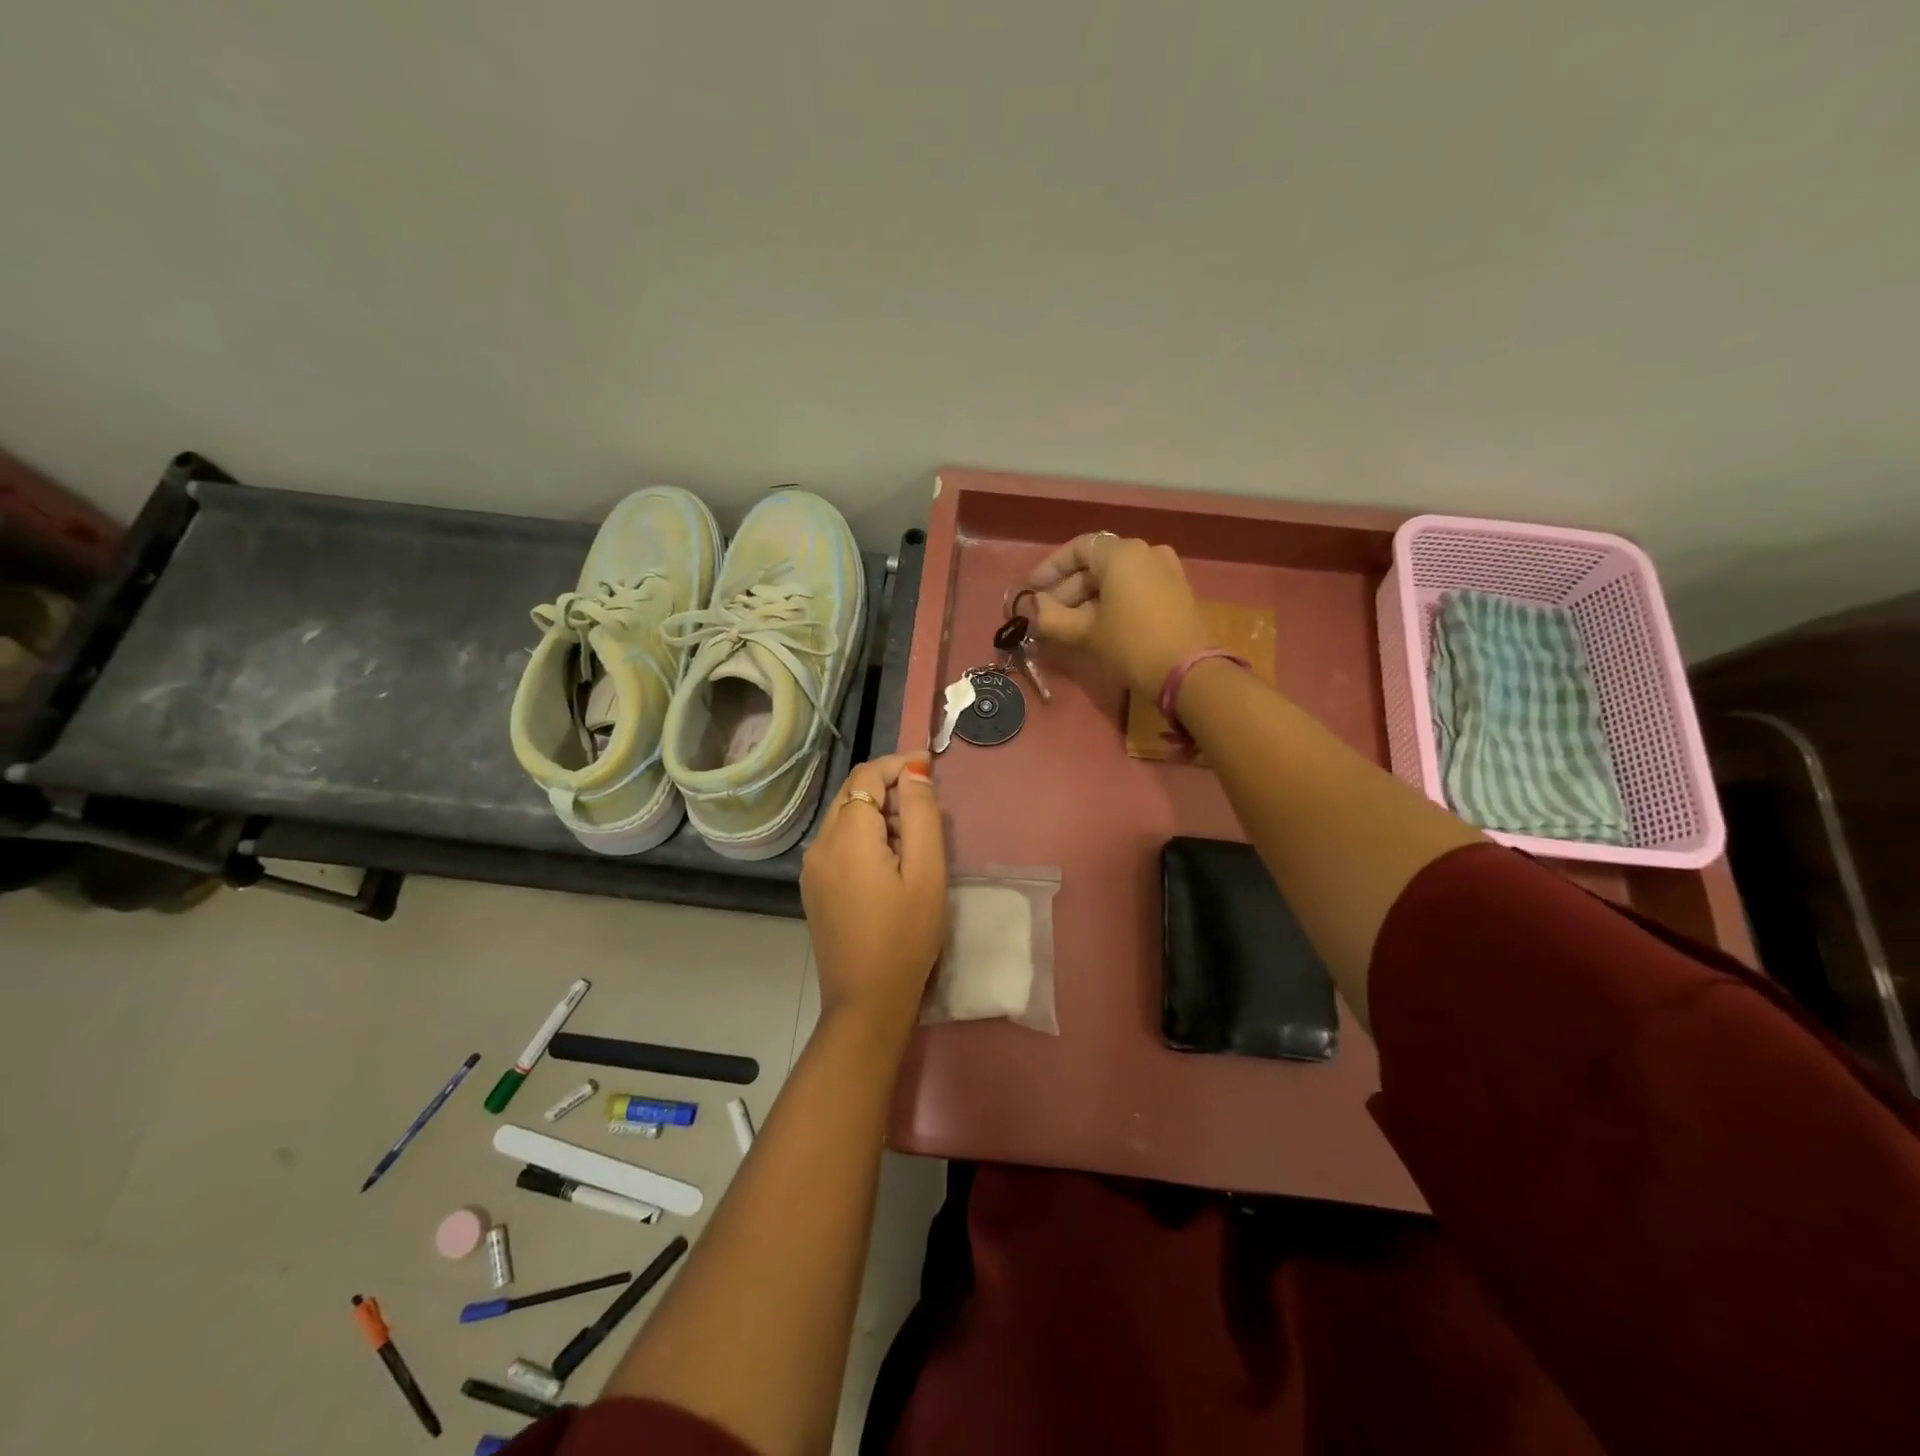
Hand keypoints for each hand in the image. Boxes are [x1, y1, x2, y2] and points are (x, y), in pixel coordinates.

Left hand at [801, 752, 946, 1038]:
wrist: (866, 1001)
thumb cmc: (906, 936)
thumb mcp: (927, 872)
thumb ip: (922, 815)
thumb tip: (915, 772)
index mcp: (848, 835)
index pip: (867, 775)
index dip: (898, 765)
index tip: (929, 768)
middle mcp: (821, 843)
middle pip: (852, 792)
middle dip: (888, 787)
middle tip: (926, 808)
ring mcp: (812, 867)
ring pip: (845, 816)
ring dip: (877, 812)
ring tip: (913, 839)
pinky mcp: (813, 886)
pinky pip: (838, 842)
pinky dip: (863, 835)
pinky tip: (888, 862)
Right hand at [1025, 533, 1212, 698]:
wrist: (1187, 673)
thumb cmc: (1130, 645)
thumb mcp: (1084, 632)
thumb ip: (1050, 617)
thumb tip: (1032, 607)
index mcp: (1122, 553)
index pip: (1077, 549)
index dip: (1050, 568)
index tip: (1032, 591)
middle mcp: (1146, 552)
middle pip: (1097, 563)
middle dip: (1068, 589)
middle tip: (1047, 615)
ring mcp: (1166, 569)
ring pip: (1116, 576)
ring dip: (1089, 597)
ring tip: (1069, 624)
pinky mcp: (1176, 590)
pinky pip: (1135, 586)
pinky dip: (1113, 600)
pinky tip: (1098, 624)